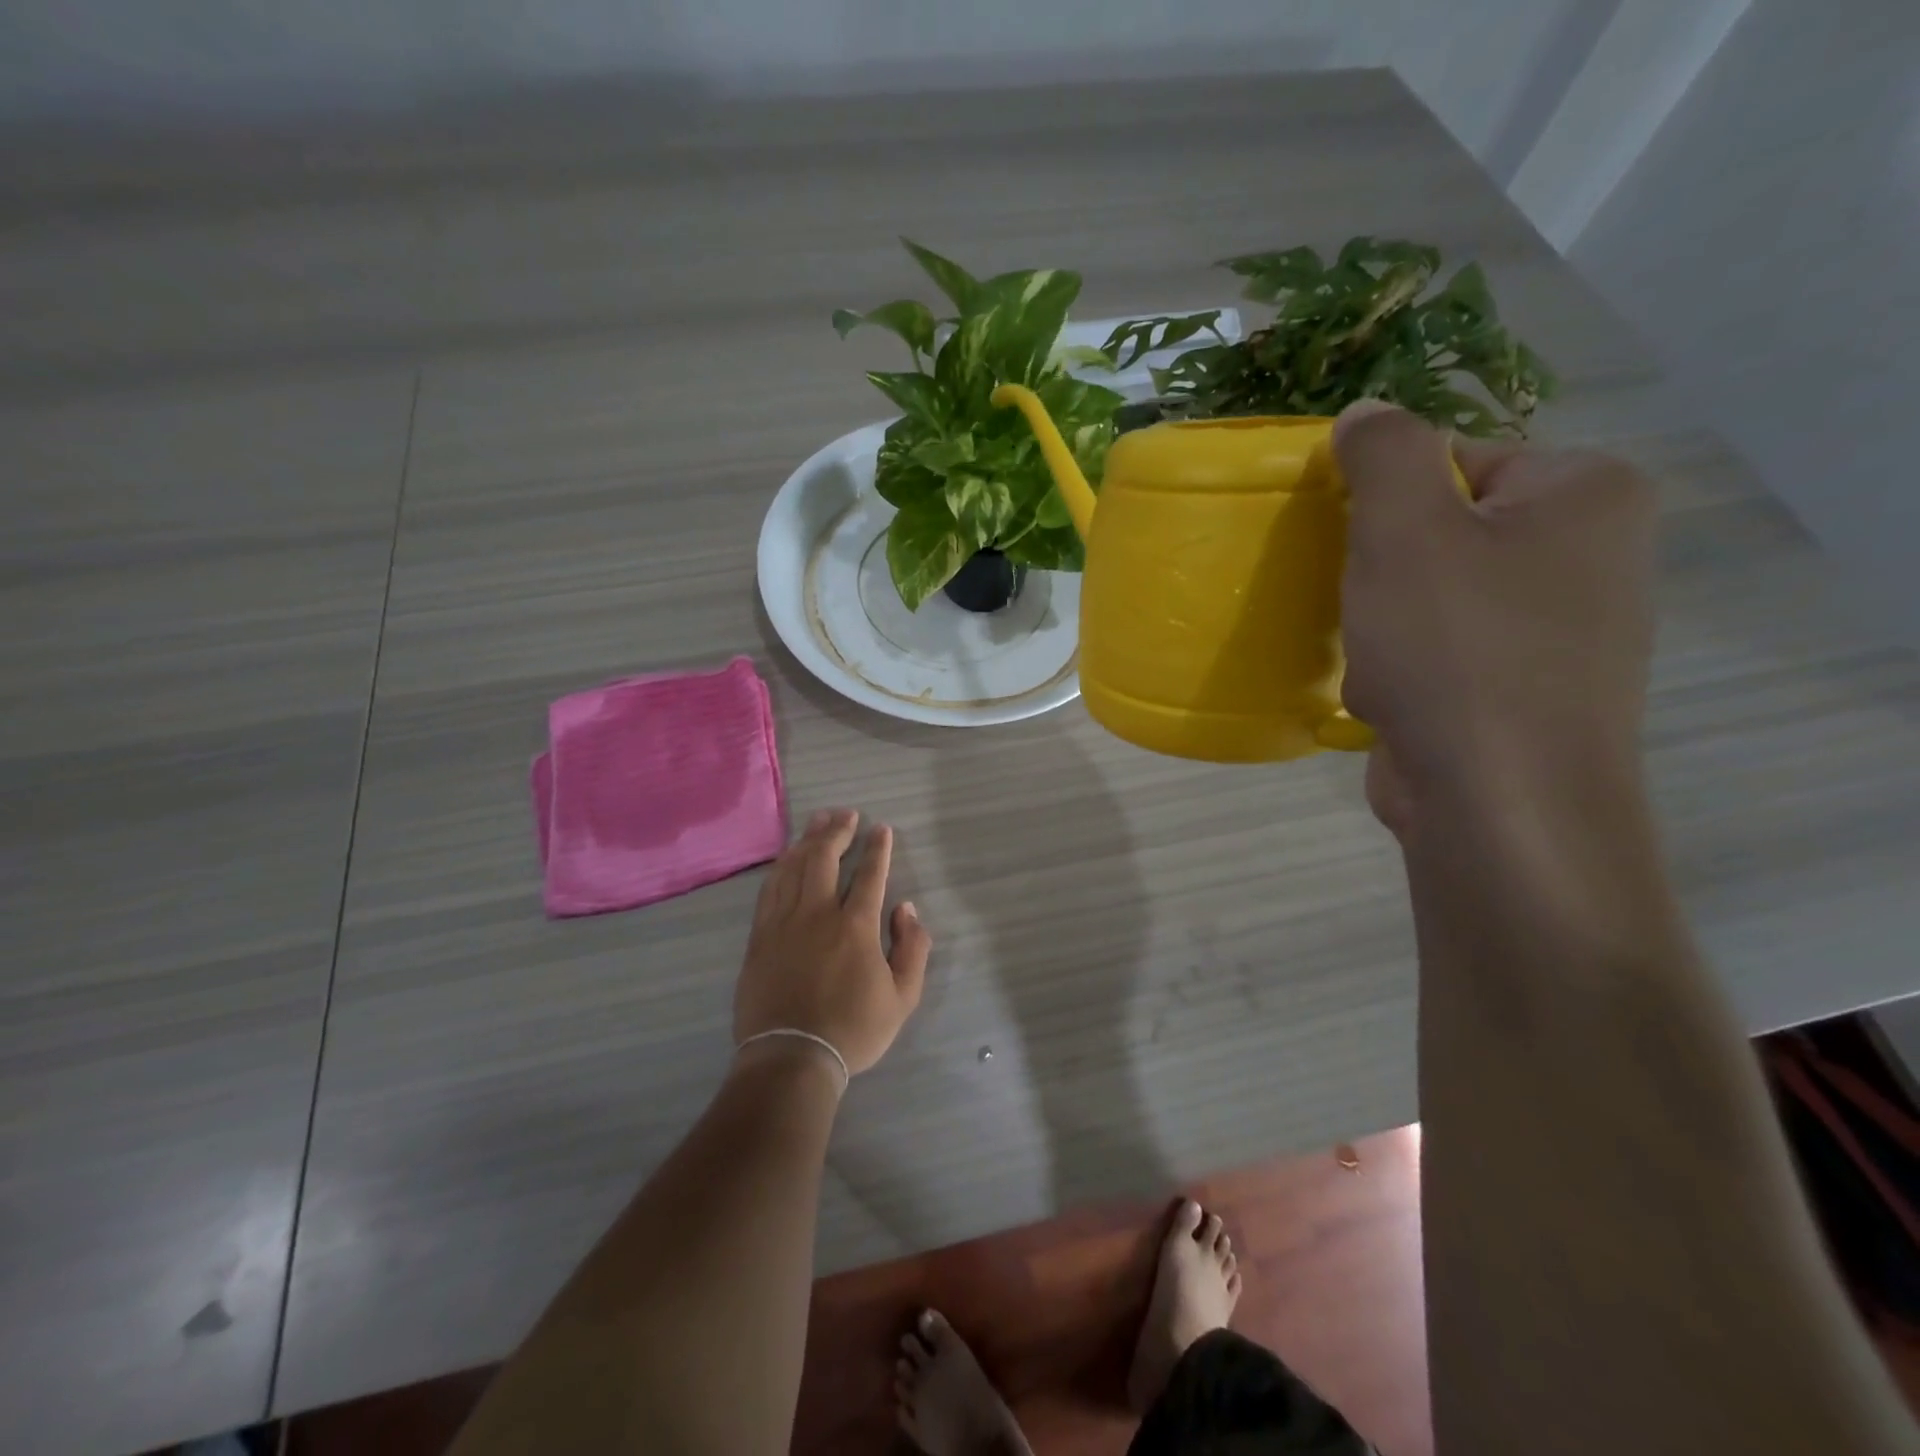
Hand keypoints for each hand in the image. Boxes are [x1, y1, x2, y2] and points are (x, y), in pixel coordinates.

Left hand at [734, 808, 931, 1076]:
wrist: (791, 1058)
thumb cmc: (852, 1030)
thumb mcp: (902, 998)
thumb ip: (912, 949)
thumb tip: (908, 909)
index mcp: (856, 926)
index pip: (870, 875)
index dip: (877, 848)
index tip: (881, 828)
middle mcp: (818, 913)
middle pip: (825, 858)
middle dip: (838, 831)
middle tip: (846, 814)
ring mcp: (784, 922)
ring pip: (794, 867)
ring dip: (807, 840)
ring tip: (818, 821)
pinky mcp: (760, 936)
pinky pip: (770, 889)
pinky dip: (781, 866)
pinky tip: (787, 857)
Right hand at [1333, 402, 1657, 835]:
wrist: (1499, 800)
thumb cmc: (1454, 648)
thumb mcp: (1403, 529)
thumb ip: (1382, 454)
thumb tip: (1364, 414)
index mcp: (1585, 493)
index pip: (1457, 459)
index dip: (1385, 498)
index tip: (1348, 544)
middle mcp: (1593, 555)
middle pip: (1445, 531)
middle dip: (1383, 569)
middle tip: (1359, 604)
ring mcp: (1564, 632)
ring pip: (1436, 599)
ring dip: (1384, 624)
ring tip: (1373, 662)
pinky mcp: (1528, 693)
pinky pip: (1445, 654)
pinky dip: (1405, 669)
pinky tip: (1388, 698)